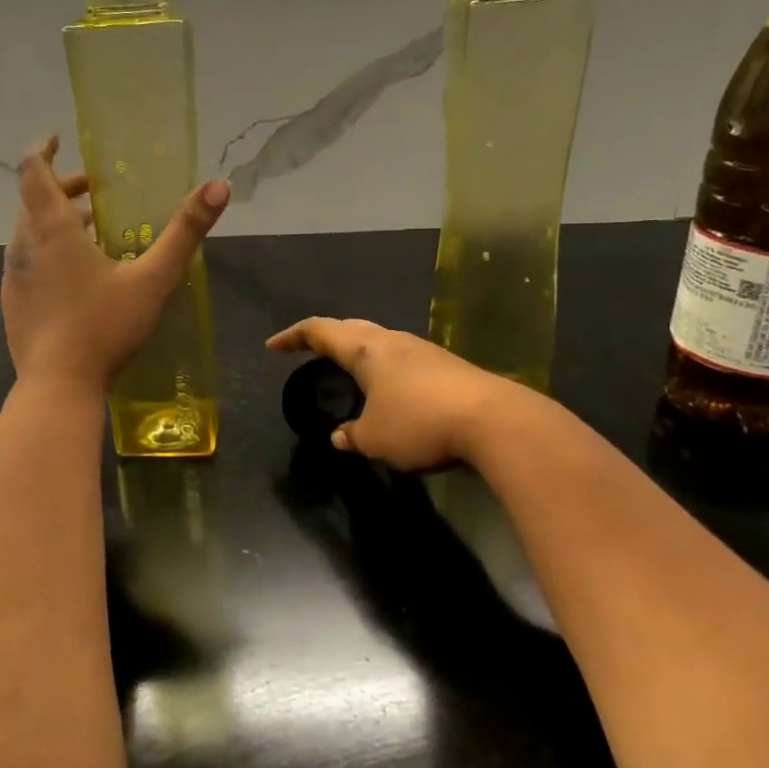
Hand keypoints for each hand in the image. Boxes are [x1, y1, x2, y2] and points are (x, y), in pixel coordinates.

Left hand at [3, 137, 228, 392]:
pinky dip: (48, 251)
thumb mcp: (154, 278)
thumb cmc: (105, 327)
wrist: (58, 387)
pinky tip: (76, 276)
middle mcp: (24, 246)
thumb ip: (186, 232)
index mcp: (51, 229)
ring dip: (56, 221)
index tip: (58, 138)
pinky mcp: (13, 304)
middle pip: (33, 200)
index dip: (42, 149)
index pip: (32, 171)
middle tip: (96, 190)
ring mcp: (14, 277)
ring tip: (92, 230)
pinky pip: (28, 262)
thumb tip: (219, 185)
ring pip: (28, 233)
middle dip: (62, 187)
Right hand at [265, 317, 524, 469]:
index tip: (273, 346)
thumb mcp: (375, 438)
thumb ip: (352, 435)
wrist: (495, 421)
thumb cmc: (420, 423)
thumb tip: (340, 436)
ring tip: (346, 369)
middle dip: (325, 337)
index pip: (320, 331)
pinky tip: (388, 390)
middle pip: (351, 328)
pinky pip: (401, 359)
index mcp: (366, 350)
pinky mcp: (446, 366)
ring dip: (357, 351)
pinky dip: (382, 367)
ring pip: (379, 341)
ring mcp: (423, 350)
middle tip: (308, 350)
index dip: (293, 336)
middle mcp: (392, 341)